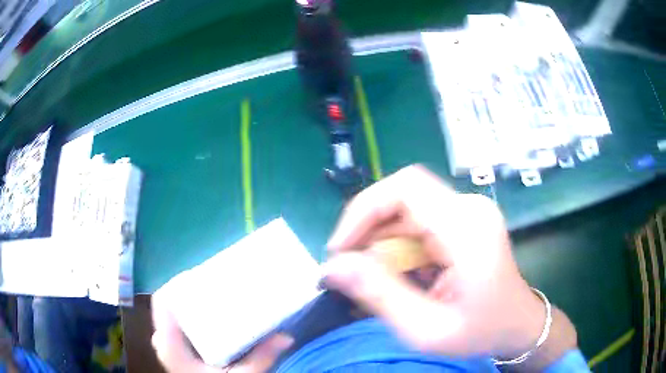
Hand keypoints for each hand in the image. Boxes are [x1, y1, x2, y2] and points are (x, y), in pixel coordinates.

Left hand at [151, 292, 292, 372]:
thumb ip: (260, 358)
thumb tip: (287, 337)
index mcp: (170, 345)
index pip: (163, 301)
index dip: (178, 282)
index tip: (203, 274)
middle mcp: (162, 341)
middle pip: (167, 303)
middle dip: (187, 289)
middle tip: (213, 284)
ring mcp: (164, 345)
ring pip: (169, 312)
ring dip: (186, 300)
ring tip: (210, 294)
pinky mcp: (171, 349)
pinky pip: (171, 322)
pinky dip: (184, 313)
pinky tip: (203, 314)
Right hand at [323, 165, 572, 361]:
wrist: (518, 325)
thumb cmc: (480, 332)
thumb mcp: (426, 329)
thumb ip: (379, 295)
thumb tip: (333, 267)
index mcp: (467, 229)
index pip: (405, 188)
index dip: (364, 210)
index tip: (341, 249)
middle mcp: (469, 208)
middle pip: (402, 198)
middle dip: (368, 232)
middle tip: (350, 271)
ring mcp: (468, 212)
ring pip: (406, 211)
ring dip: (382, 242)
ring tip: (373, 279)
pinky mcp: (464, 221)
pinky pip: (418, 222)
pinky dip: (398, 246)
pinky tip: (398, 274)